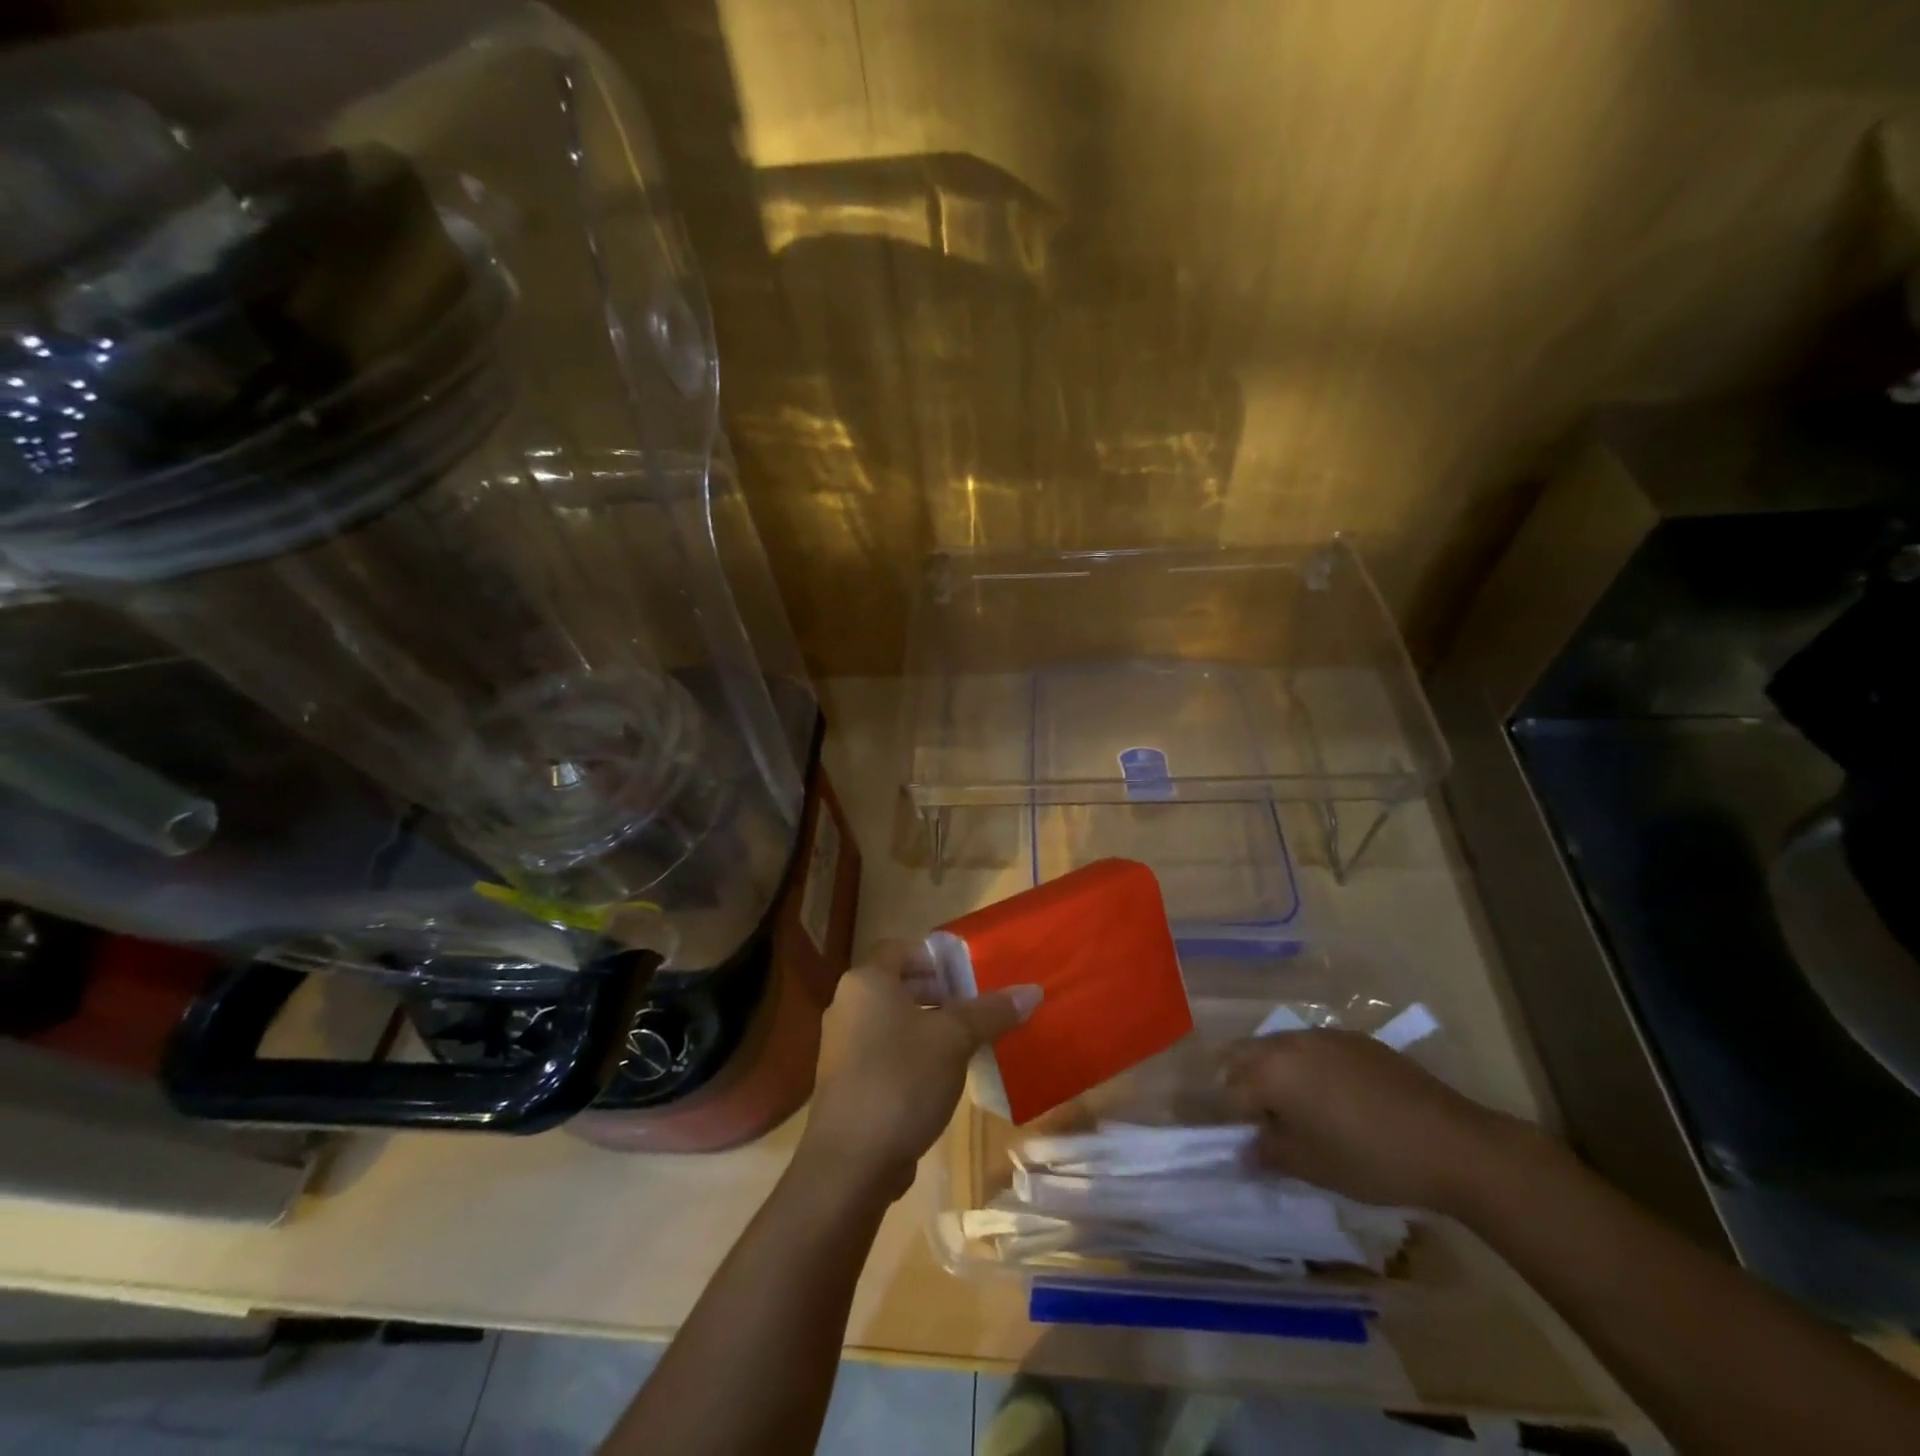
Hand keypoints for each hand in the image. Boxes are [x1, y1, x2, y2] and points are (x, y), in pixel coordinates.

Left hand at [798, 940, 1040, 1202]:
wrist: (850, 1162)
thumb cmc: (901, 1080)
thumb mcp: (954, 1040)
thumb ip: (991, 1012)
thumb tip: (1032, 991)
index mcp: (866, 982)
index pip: (900, 949)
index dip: (935, 957)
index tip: (968, 974)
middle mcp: (847, 1006)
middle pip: (898, 985)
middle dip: (938, 993)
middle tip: (974, 1006)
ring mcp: (842, 1047)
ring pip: (892, 1021)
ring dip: (928, 1026)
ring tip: (966, 1041)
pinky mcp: (847, 1083)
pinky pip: (884, 1053)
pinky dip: (912, 1055)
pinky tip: (943, 1077)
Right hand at [1221, 1029, 1533, 1213]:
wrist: (1452, 1144)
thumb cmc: (1371, 1160)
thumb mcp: (1311, 1167)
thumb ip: (1268, 1153)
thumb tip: (1244, 1150)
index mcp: (1271, 1071)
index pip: (1229, 1090)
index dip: (1229, 1118)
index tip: (1240, 1141)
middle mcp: (1288, 1043)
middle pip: (1244, 1055)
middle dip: (1241, 1083)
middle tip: (1257, 1119)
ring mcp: (1322, 1036)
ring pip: (1277, 1047)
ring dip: (1272, 1071)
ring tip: (1293, 1108)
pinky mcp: (1353, 1038)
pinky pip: (1311, 1046)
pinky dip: (1305, 1066)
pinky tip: (1331, 1096)